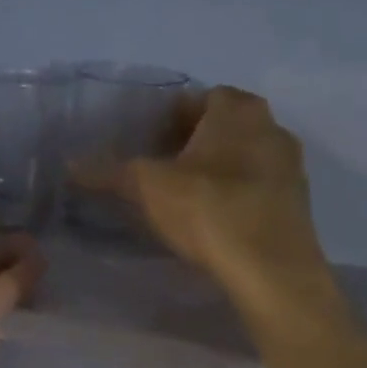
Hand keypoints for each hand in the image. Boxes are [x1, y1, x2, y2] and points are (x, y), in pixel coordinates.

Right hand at [117, 87, 347, 347]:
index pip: (201, 97)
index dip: (171, 116)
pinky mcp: (295, 204)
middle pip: (224, 126)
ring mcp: (289, 167)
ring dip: (215, 168)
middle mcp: (272, 128)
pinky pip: (256, 186)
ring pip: (242, 156)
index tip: (147, 139)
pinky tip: (211, 219)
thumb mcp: (147, 188)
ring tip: (181, 194)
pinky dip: (233, 194)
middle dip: (192, 141)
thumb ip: (108, 172)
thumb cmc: (209, 210)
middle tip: (159, 166)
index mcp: (238, 111)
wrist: (271, 270)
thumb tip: (70, 165)